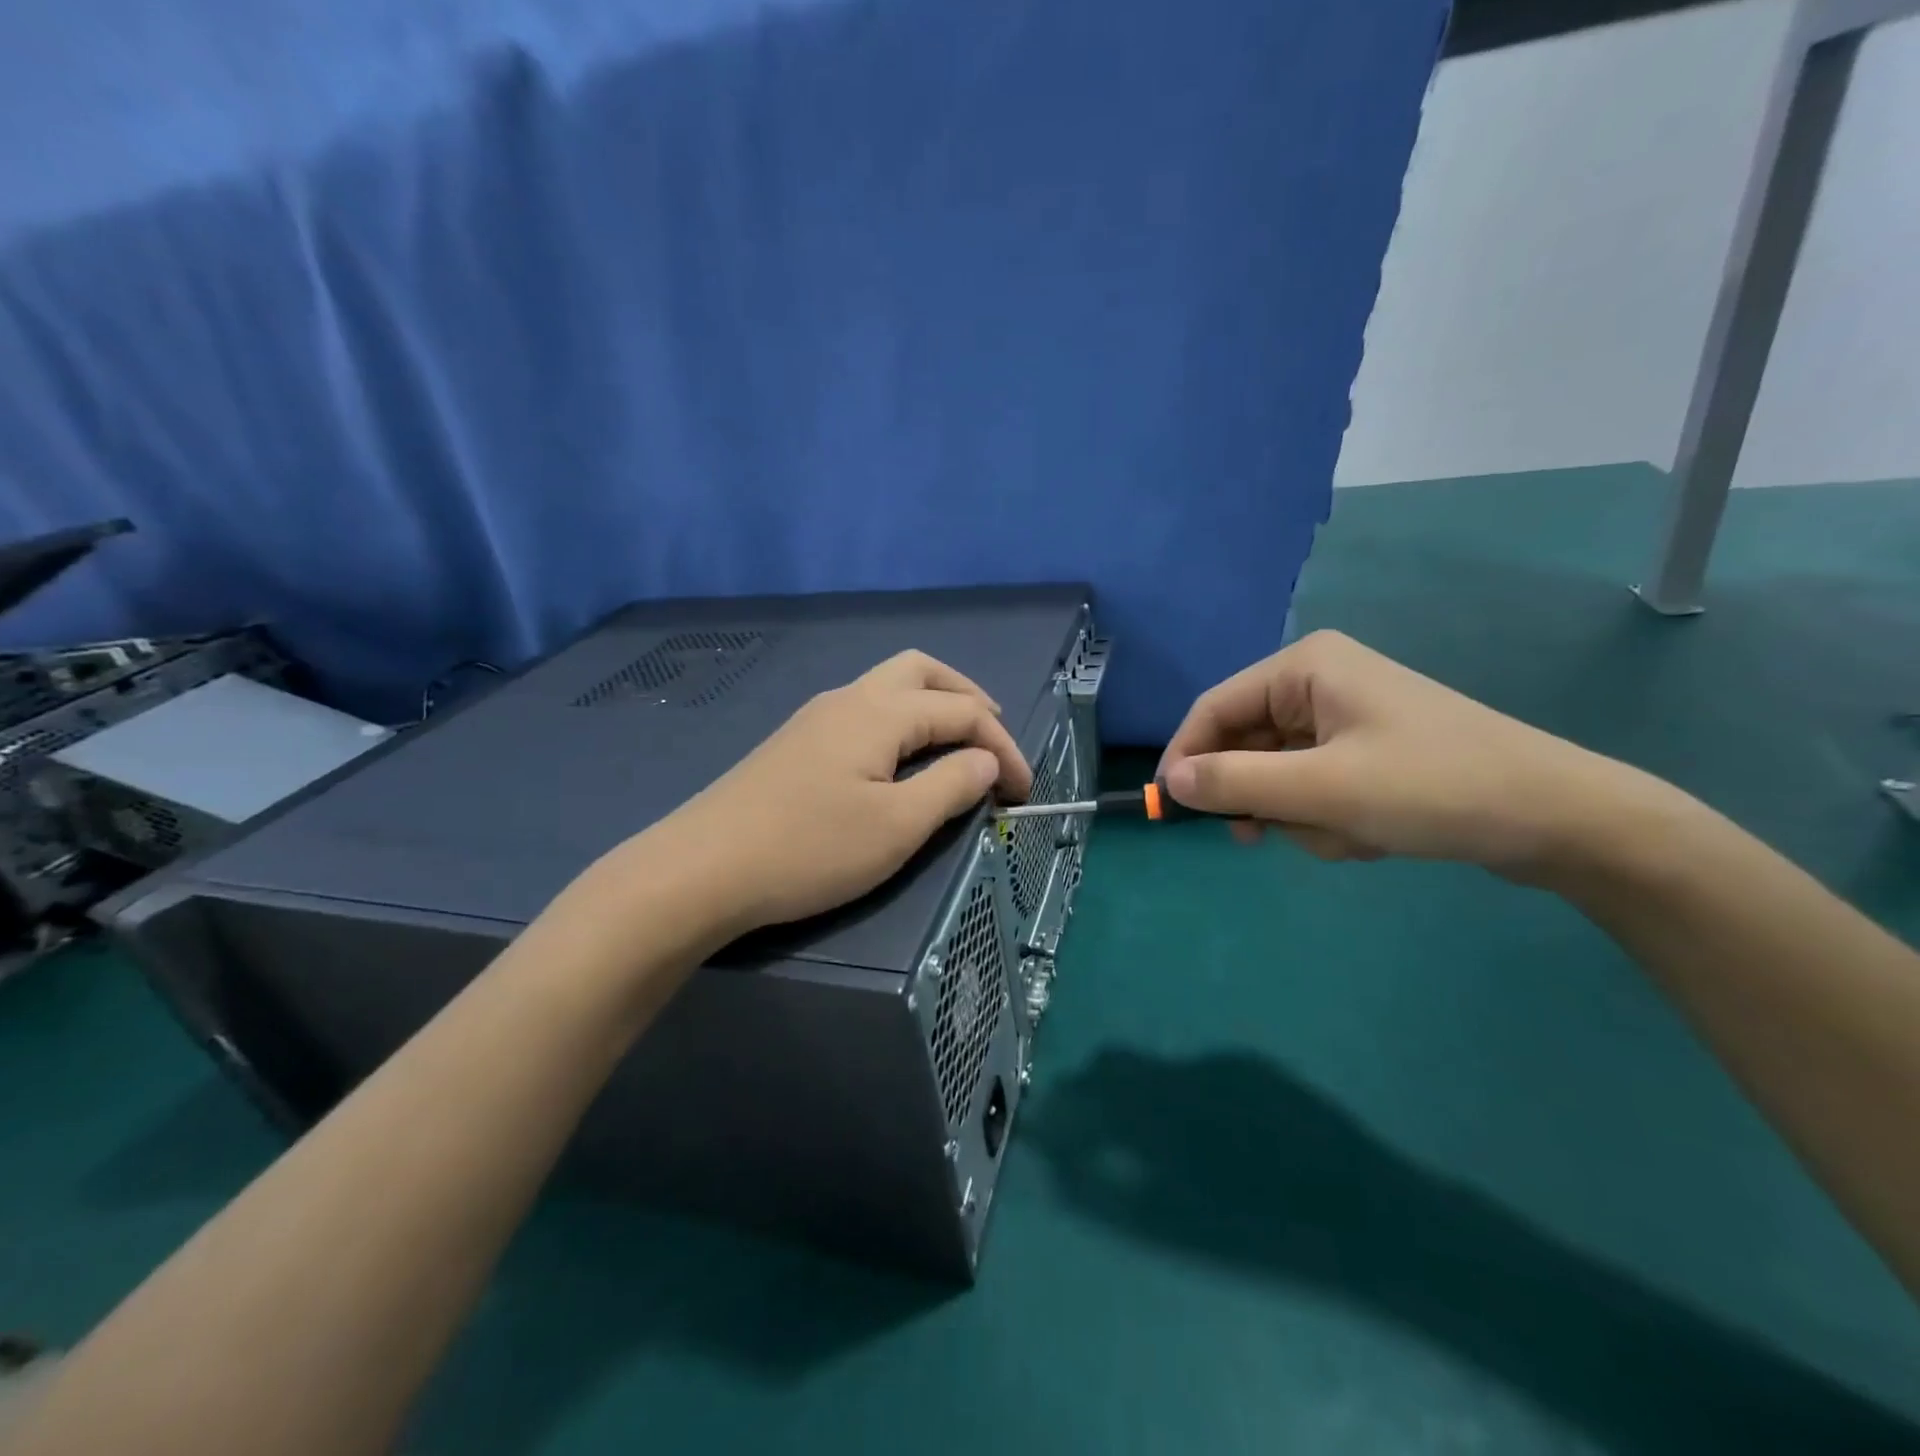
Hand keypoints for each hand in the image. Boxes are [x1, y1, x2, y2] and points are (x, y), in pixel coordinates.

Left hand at [640, 651, 1031, 933]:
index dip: (1002, 746)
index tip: (1023, 791)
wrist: (702, 869)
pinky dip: (900, 723)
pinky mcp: (796, 742)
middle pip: (921, 671)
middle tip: (991, 736)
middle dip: (966, 697)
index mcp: (879, 712)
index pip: (962, 711)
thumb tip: (985, 761)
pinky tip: (899, 760)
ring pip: (888, 686)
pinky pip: (864, 711)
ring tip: (955, 746)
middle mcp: (848, 699)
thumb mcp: (897, 826)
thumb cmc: (809, 849)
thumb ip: (951, 787)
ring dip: (931, 705)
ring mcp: (816, 717)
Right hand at [1159, 630, 1662, 879]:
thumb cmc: (1433, 787)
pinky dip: (1328, 819)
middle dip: (1263, 796)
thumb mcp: (1322, 789)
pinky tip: (1369, 836)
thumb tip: (1171, 783)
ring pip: (1279, 775)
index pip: (1214, 708)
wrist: (1559, 820)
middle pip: (1246, 744)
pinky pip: (1314, 788)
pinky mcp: (1366, 752)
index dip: (1187, 757)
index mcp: (1304, 668)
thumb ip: (1236, 782)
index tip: (1172, 810)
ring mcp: (1345, 719)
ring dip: (1301, 816)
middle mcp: (1319, 683)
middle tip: (1267, 837)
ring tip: (1348, 835)